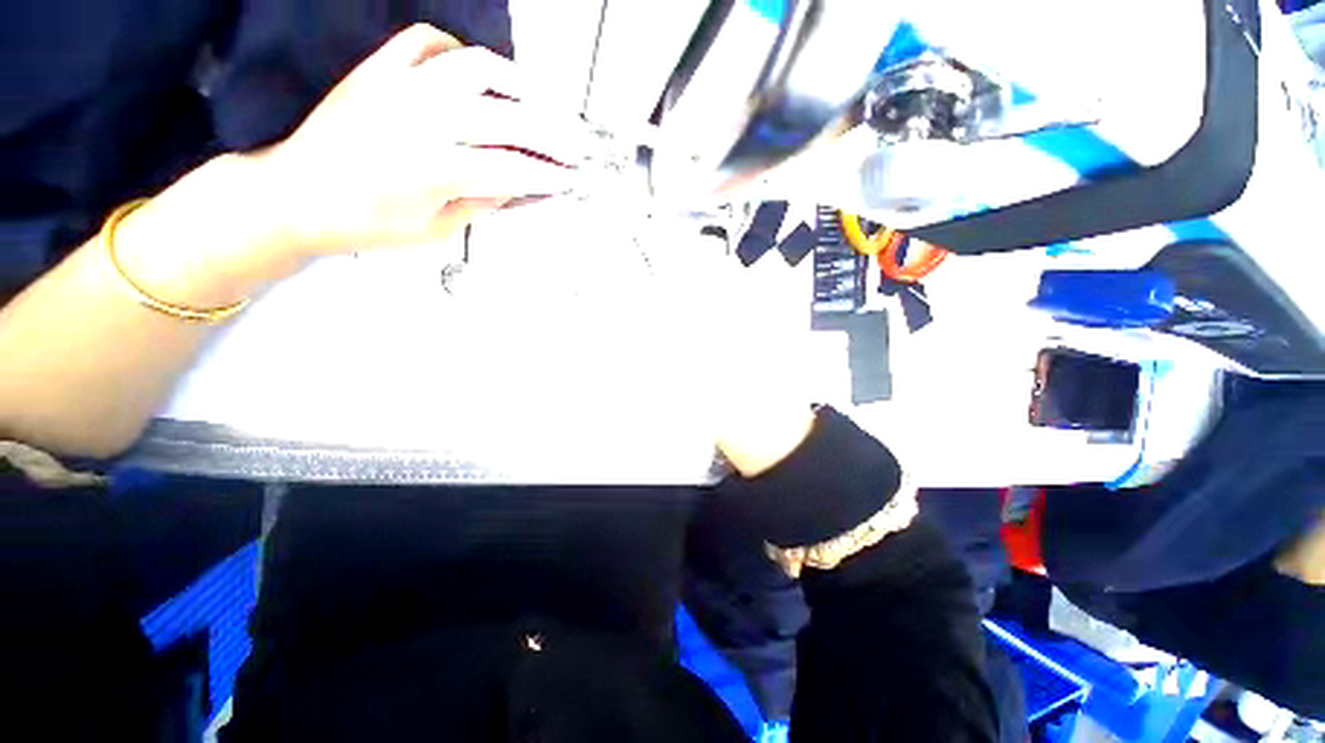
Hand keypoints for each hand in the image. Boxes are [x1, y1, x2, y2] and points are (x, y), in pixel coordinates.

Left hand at [114, 25, 591, 308]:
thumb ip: (481, 202)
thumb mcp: (435, 229)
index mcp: (436, 169)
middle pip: (509, 120)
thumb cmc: (364, 224)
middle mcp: (424, 120)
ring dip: (520, 84)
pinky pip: (427, 42)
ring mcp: (401, 87)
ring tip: (542, 102)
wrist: (295, 195)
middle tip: (577, 144)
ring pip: (477, 68)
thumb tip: (517, 184)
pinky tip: (476, 72)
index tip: (573, 180)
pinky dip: (459, 51)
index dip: (550, 176)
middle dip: (553, 135)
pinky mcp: (380, 69)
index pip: (514, 170)